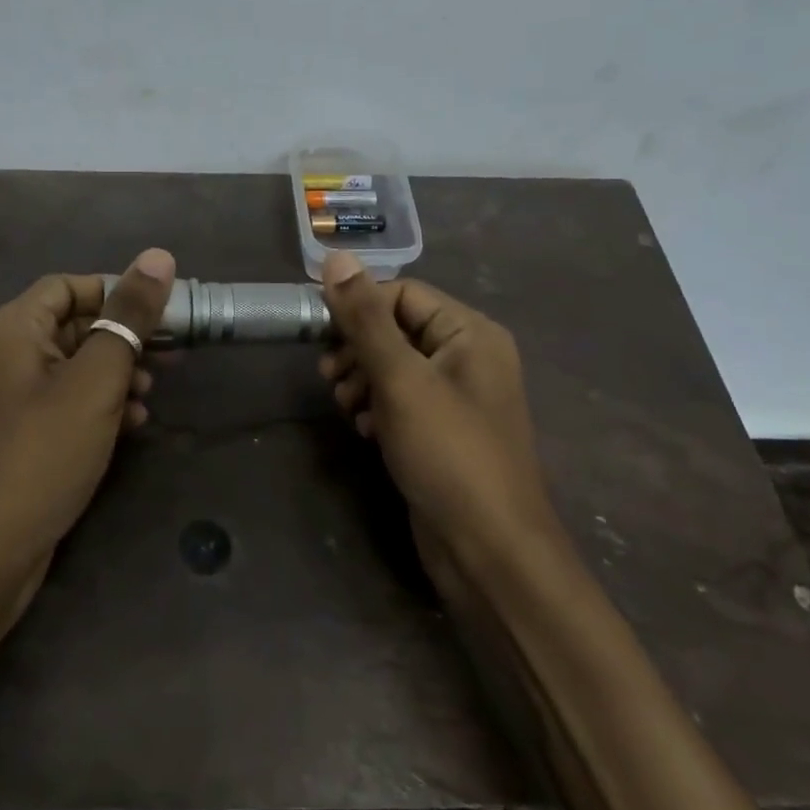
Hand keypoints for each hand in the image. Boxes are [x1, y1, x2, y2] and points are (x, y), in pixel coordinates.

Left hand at [0, 249, 177, 589]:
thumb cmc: (44, 453)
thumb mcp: (96, 380)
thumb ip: (129, 317)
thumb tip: (159, 256)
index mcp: (11, 329)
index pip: (67, 285)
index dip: (115, 291)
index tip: (159, 313)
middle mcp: (2, 354)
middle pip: (71, 325)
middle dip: (122, 338)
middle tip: (169, 356)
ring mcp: (6, 397)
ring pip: (71, 366)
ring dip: (115, 374)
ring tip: (149, 396)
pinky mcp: (16, 433)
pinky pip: (62, 401)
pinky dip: (96, 405)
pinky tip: (130, 426)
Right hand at [316, 251, 564, 584]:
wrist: (488, 551)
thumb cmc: (448, 454)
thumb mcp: (400, 379)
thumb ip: (365, 318)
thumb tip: (335, 257)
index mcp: (470, 333)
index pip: (402, 293)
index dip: (359, 309)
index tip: (322, 337)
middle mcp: (469, 357)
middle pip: (396, 328)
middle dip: (358, 349)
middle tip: (330, 378)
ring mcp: (457, 397)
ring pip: (394, 366)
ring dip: (363, 380)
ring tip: (348, 408)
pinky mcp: (443, 431)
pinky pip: (402, 400)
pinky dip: (378, 407)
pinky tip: (366, 430)